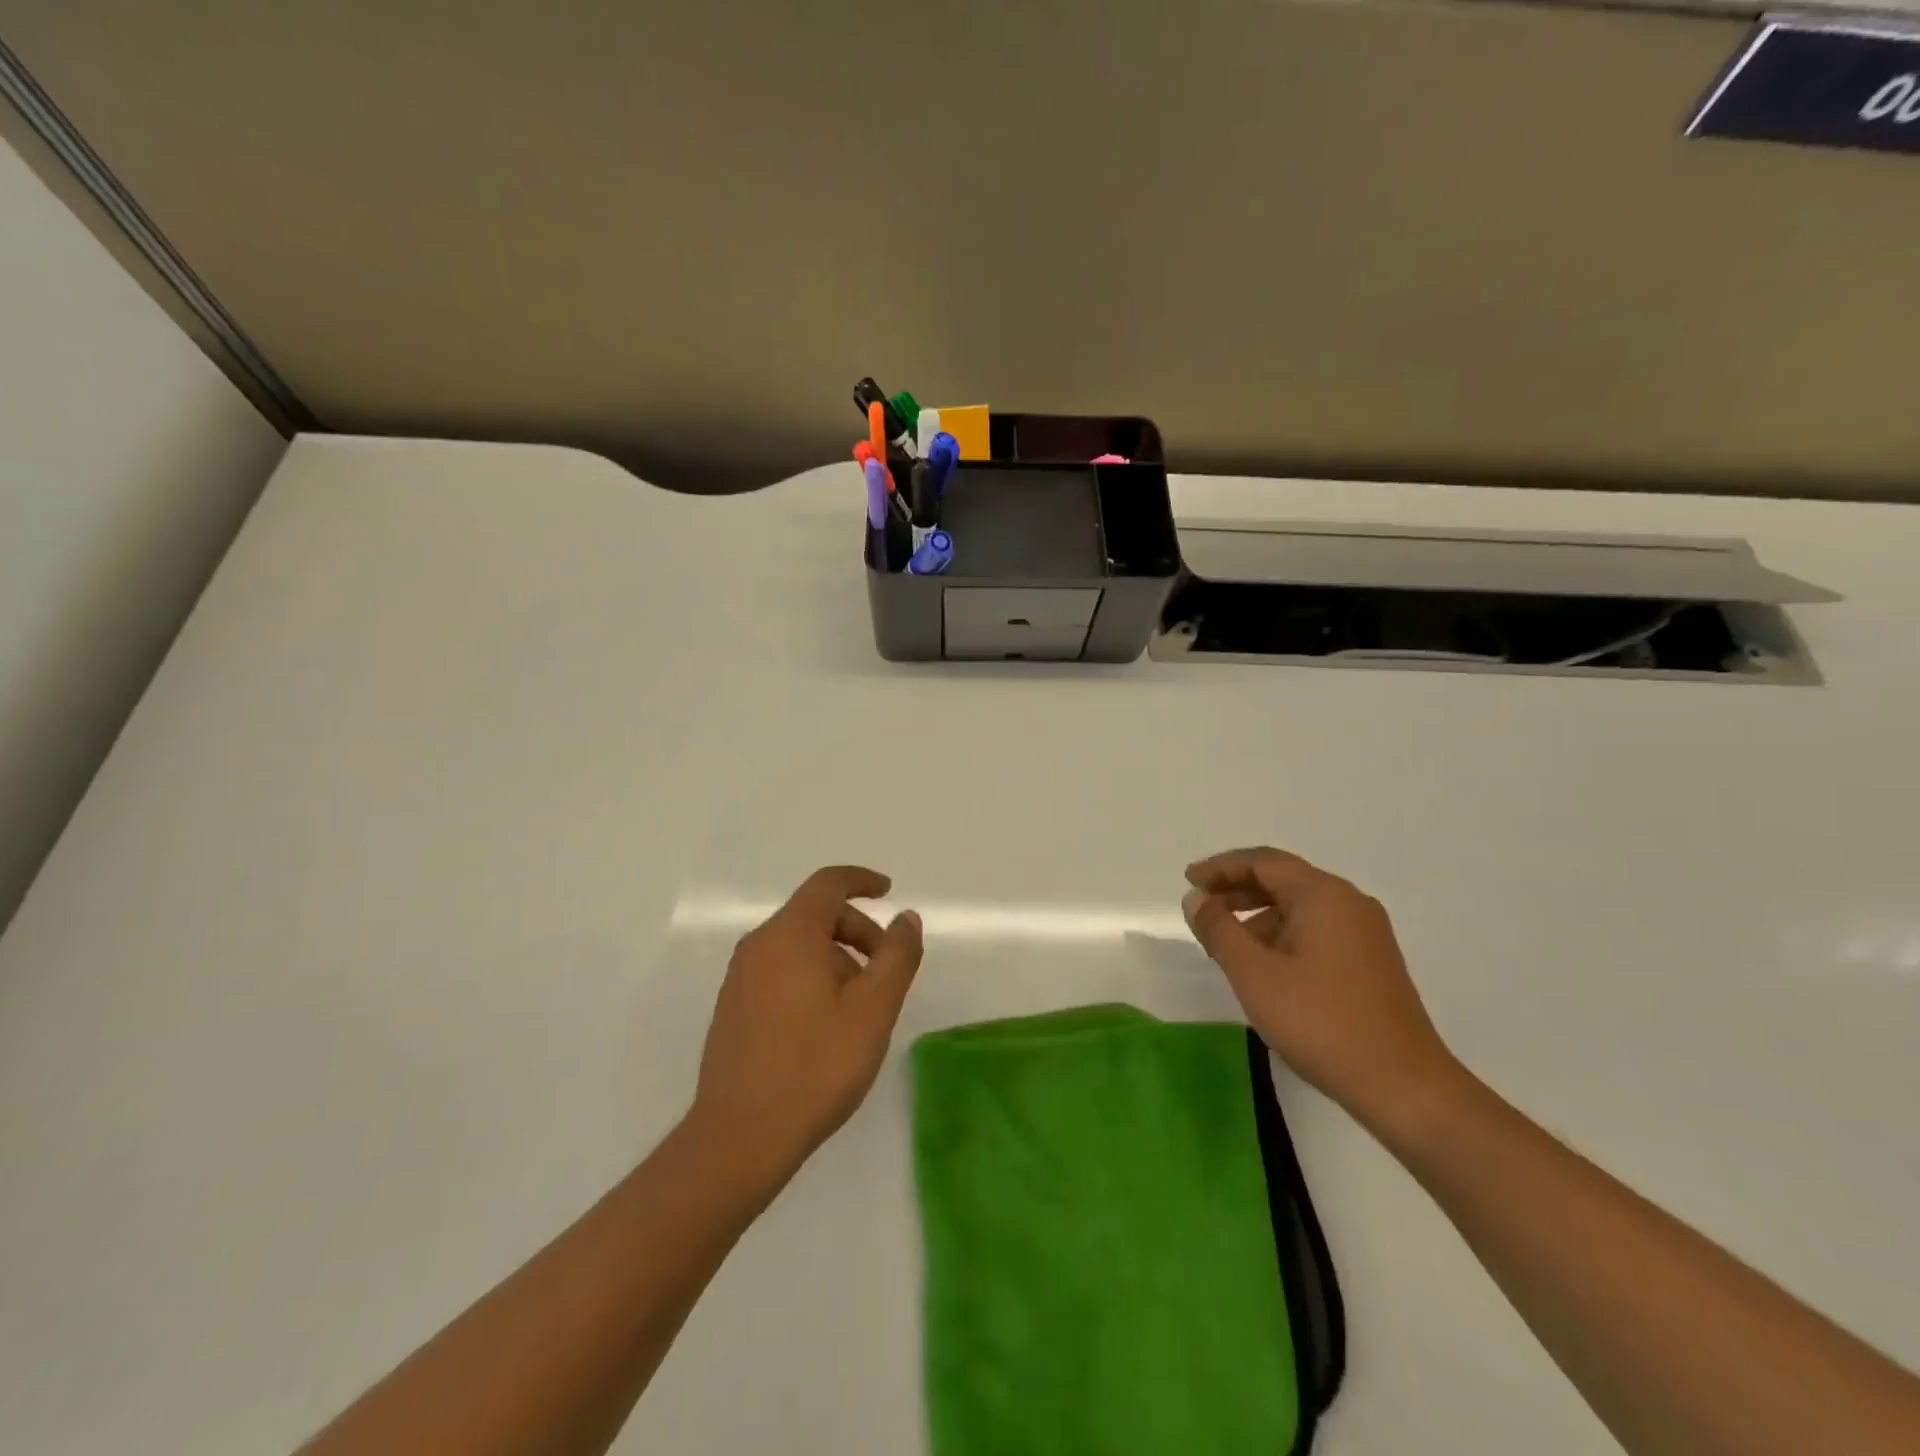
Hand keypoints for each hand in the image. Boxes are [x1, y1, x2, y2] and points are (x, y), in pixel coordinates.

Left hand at [692, 866, 922, 1186]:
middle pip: (815, 915)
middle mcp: (759, 945)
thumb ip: (896, 955)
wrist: (740, 1136)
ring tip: (860, 1006)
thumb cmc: (815, 1065)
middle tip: (886, 969)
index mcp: (790, 934)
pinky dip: (811, 976)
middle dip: (857, 930)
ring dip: (836, 958)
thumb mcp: (873, 1009)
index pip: (828, 884)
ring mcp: (740, 978)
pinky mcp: (733, 1008)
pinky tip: (826, 1024)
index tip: (888, 892)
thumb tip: (906, 918)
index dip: (861, 881)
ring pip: (797, 945)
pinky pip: (780, 970)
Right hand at [1182, 847, 1459, 1133]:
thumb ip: (1218, 929)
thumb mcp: (1254, 974)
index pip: (1263, 862)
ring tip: (1224, 943)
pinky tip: (1263, 966)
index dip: (1221, 867)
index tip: (1188, 881)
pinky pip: (1316, 929)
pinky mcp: (1370, 962)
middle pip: (1283, 879)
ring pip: (1299, 907)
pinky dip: (1281, 934)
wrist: (1404, 1087)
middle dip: (1237, 889)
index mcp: (1323, 896)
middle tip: (1200, 908)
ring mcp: (1365, 933)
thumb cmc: (1321, 1023)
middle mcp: (1349, 903)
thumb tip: (1195, 898)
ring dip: (1257, 915)